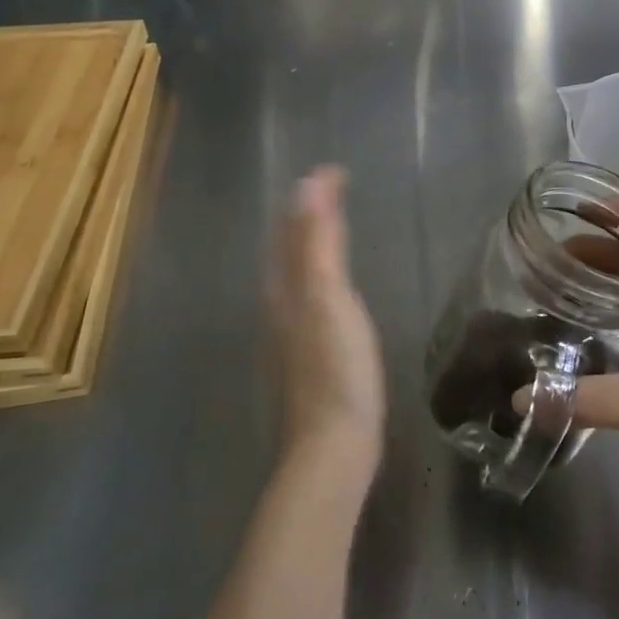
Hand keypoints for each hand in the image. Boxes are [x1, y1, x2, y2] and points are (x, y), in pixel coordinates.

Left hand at [268, 167, 385, 478]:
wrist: (332, 449)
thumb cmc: (335, 368)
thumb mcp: (327, 296)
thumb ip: (317, 241)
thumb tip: (308, 182)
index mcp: (285, 288)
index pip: (293, 227)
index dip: (313, 196)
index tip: (338, 170)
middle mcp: (280, 307)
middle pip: (289, 249)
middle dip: (307, 215)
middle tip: (334, 190)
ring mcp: (292, 336)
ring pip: (297, 274)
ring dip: (312, 243)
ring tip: (334, 226)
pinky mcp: (309, 358)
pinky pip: (311, 297)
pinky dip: (321, 274)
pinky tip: (333, 289)